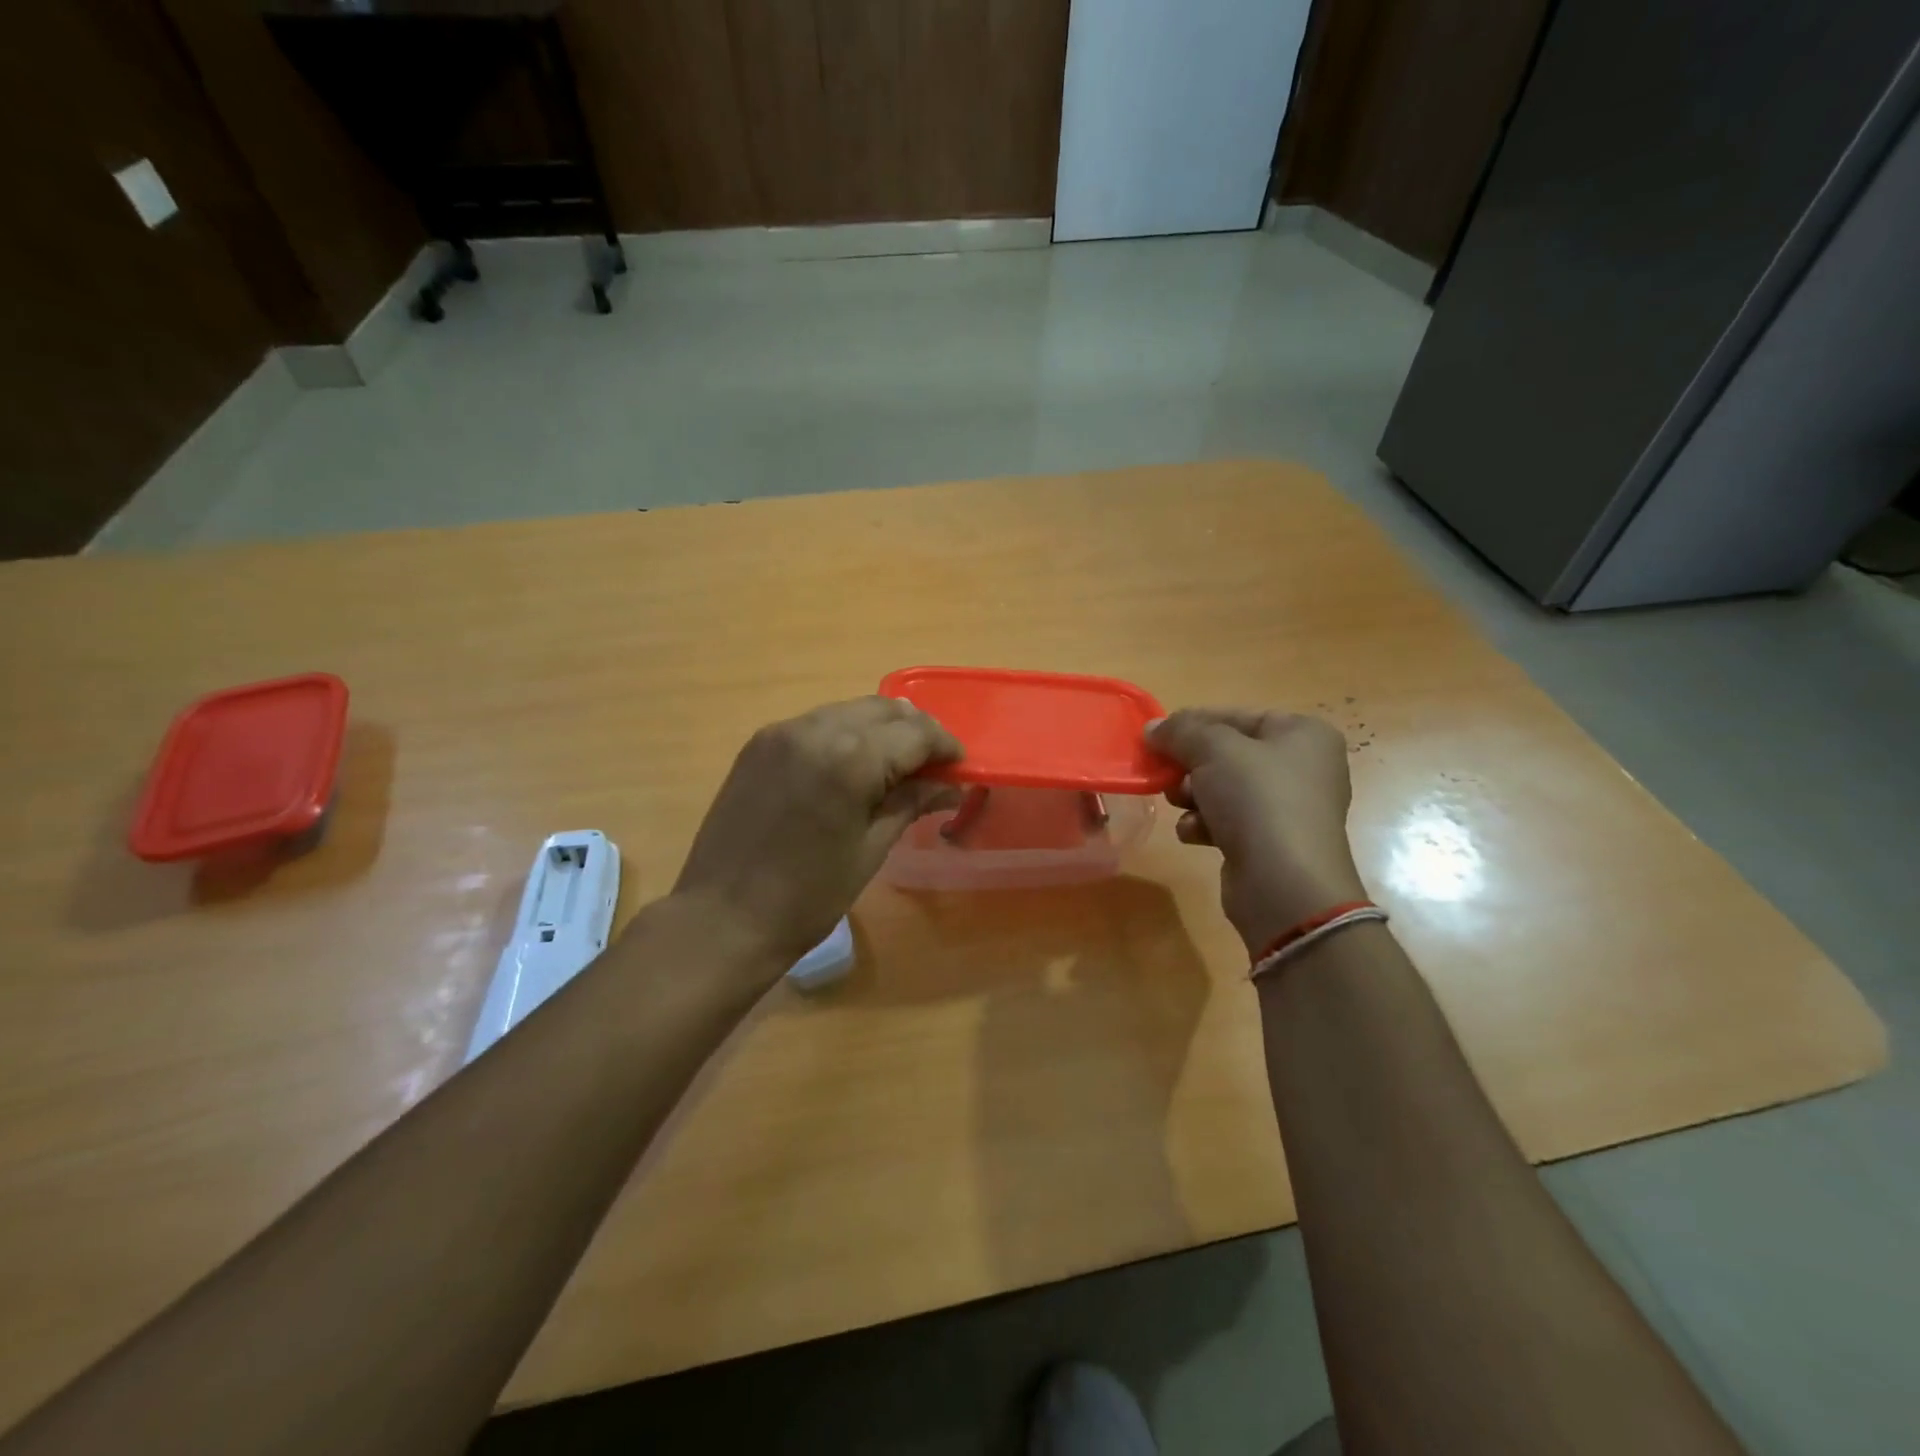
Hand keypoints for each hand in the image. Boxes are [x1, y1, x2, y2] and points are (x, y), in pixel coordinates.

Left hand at [672, 697, 961, 965]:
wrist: (722, 919)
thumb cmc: (808, 898)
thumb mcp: (870, 850)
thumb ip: (911, 803)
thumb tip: (951, 786)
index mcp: (850, 758)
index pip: (915, 733)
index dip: (945, 746)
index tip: (960, 767)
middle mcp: (815, 729)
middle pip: (883, 709)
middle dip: (915, 731)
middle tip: (932, 765)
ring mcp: (782, 732)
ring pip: (848, 711)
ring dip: (880, 729)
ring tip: (894, 765)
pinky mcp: (759, 743)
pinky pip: (816, 724)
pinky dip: (844, 735)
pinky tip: (849, 767)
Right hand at [1148, 709, 1365, 953]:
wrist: (1284, 885)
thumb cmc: (1257, 800)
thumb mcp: (1212, 750)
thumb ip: (1180, 731)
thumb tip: (1152, 728)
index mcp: (1303, 734)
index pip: (1237, 716)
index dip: (1193, 723)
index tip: (1156, 736)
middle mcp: (1303, 767)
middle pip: (1228, 754)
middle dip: (1190, 765)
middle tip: (1165, 773)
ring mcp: (1289, 808)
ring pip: (1224, 788)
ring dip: (1192, 795)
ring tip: (1179, 804)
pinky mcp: (1271, 843)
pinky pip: (1229, 821)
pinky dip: (1205, 824)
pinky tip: (1193, 834)